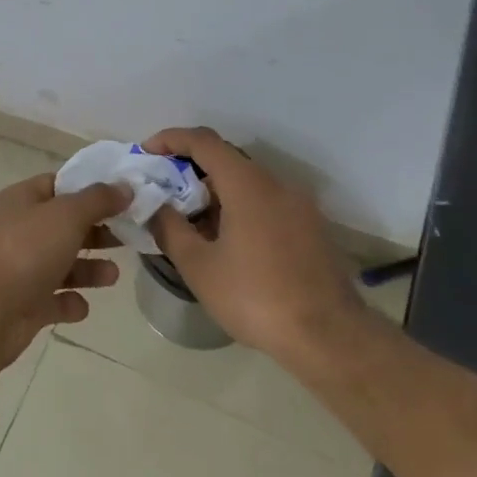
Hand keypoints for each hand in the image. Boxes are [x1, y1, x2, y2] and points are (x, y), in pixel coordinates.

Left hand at [0, 174, 129, 370]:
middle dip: (96, 231)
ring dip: (88, 270)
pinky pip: (53, 301)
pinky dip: (69, 303)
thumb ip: (98, 200)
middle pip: (63, 226)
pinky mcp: (22, 306)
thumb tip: (125, 186)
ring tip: (112, 275)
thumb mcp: (65, 215)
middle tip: (129, 237)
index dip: (89, 188)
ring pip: (61, 265)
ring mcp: (18, 270)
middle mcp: (17, 232)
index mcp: (20, 201)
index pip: (57, 185)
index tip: (124, 196)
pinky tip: (81, 306)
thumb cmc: (24, 252)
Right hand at [143, 127, 364, 358]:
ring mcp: (300, 206)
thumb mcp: (198, 267)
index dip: (171, 139)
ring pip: (248, 184)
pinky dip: (239, 208)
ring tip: (190, 224)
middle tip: (163, 194)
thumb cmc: (255, 298)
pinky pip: (266, 203)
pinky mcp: (311, 228)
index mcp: (248, 185)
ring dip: (215, 193)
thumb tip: (156, 207)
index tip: (147, 152)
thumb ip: (170, 229)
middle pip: (227, 160)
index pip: (204, 141)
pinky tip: (225, 242)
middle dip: (190, 170)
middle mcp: (277, 185)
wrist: (329, 338)